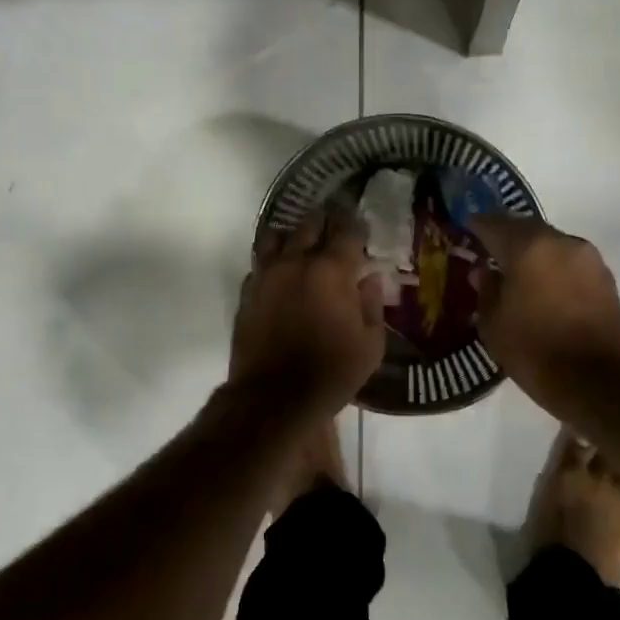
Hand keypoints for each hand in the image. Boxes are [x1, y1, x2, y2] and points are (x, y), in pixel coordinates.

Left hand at [232, 211, 385, 417]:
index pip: (347, 230)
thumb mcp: (371, 345)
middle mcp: (296, 262)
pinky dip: (273, 261)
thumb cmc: (332, 372)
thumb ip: (372, 305)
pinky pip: (259, 263)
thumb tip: (369, 279)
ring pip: (276, 236)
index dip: (357, 225)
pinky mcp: (247, 292)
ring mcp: (266, 274)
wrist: (274, 397)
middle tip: (335, 228)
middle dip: (326, 222)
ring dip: (293, 235)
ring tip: (303, 243)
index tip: (362, 228)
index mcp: (332, 270)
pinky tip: (281, 273)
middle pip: (310, 224)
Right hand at [467, 215, 619, 419]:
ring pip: (552, 243)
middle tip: (488, 247)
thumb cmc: (534, 350)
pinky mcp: (606, 278)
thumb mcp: (493, 324)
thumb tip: (483, 272)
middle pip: (526, 228)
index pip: (494, 224)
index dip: (476, 225)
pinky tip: (542, 285)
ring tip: (515, 269)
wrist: (597, 381)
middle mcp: (561, 242)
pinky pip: (570, 262)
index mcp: (529, 247)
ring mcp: (589, 258)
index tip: (464, 227)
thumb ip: (486, 290)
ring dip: (532, 251)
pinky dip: (553, 266)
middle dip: (506, 235)